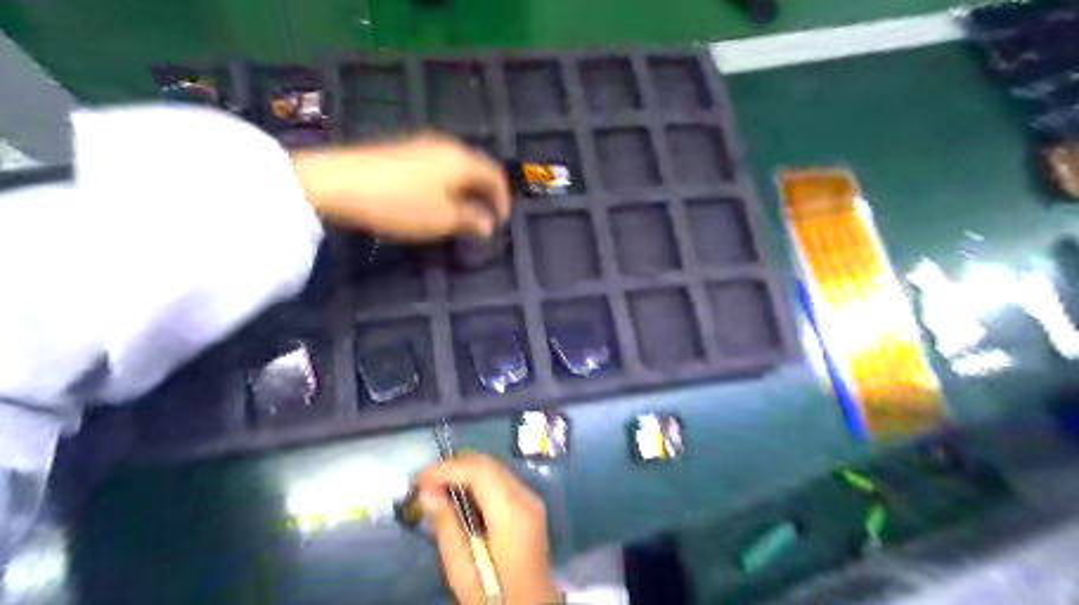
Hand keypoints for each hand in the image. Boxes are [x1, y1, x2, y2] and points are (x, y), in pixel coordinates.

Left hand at [292, 132, 509, 241]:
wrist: (339, 181)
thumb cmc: (400, 203)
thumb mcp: (442, 219)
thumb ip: (471, 221)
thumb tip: (488, 224)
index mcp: (462, 160)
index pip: (495, 176)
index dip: (502, 200)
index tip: (501, 222)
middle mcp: (446, 146)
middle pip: (476, 167)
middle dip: (484, 193)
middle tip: (483, 217)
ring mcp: (421, 144)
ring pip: (455, 165)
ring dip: (464, 188)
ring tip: (460, 211)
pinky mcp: (401, 148)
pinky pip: (437, 164)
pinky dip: (446, 182)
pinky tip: (434, 198)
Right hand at [416, 453, 559, 604]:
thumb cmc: (495, 597)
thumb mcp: (463, 571)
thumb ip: (446, 526)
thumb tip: (428, 492)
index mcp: (512, 513)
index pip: (479, 471)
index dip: (447, 469)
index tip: (417, 480)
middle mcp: (526, 498)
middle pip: (488, 464)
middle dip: (454, 466)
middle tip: (424, 484)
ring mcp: (531, 500)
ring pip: (495, 468)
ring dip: (465, 472)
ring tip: (436, 489)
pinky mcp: (530, 506)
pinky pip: (501, 481)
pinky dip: (477, 481)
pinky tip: (459, 496)